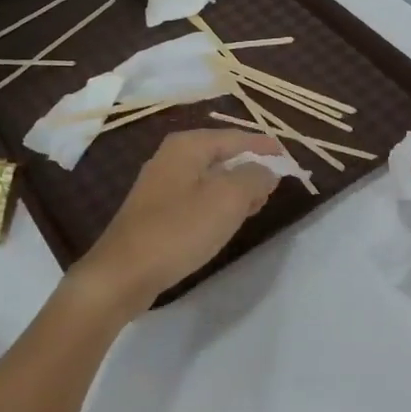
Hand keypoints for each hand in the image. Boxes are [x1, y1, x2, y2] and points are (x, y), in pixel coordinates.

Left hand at [75, 129, 284, 315]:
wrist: (122, 274)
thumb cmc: (179, 230)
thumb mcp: (228, 199)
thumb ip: (254, 177)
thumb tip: (267, 170)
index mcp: (187, 145)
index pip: (236, 137)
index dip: (264, 146)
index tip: (288, 157)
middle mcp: (172, 157)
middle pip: (222, 155)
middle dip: (250, 167)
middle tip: (275, 184)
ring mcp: (161, 184)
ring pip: (210, 178)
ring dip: (235, 188)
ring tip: (258, 204)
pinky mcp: (156, 211)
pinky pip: (197, 197)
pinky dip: (217, 203)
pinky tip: (227, 221)